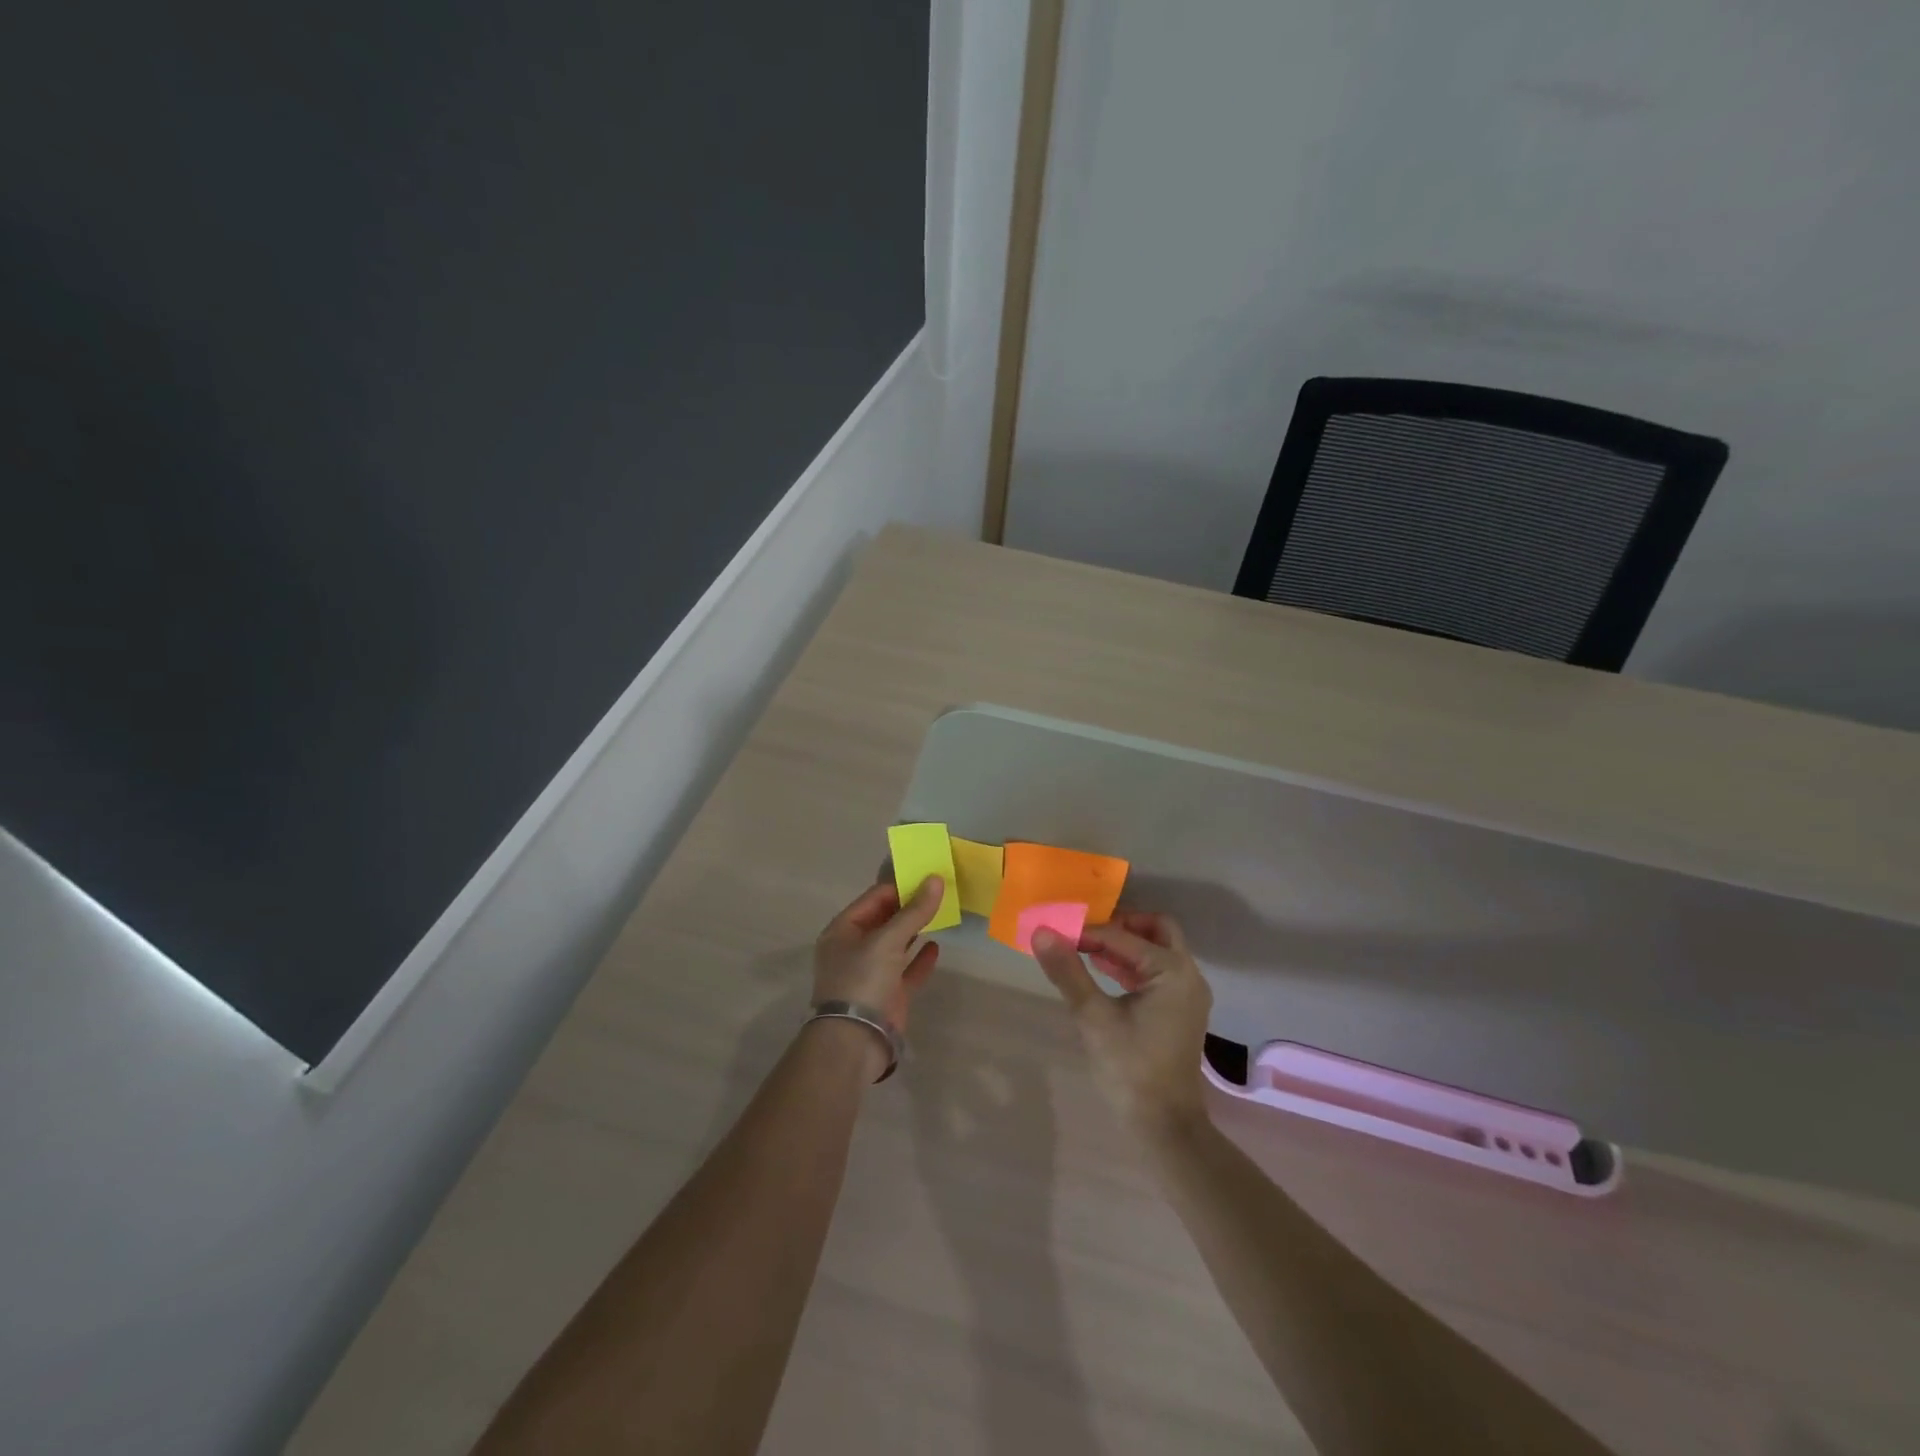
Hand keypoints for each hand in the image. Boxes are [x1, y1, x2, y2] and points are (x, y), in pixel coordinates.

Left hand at [813, 877, 943, 1035]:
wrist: (855, 1042)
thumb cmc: (862, 981)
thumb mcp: (887, 941)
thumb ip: (914, 911)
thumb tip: (936, 879)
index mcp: (843, 930)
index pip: (874, 898)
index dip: (900, 886)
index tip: (928, 877)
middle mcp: (855, 948)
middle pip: (885, 919)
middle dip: (910, 906)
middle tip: (940, 891)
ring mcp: (871, 972)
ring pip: (897, 944)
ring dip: (916, 929)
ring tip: (942, 913)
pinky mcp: (888, 994)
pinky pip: (906, 970)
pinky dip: (920, 958)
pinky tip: (937, 947)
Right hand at [1031, 913, 1212, 1138]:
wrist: (1165, 1126)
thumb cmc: (1130, 1069)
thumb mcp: (1093, 1017)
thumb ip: (1068, 972)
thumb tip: (1041, 932)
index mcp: (1172, 971)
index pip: (1122, 936)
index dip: (1087, 932)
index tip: (1057, 933)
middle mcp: (1188, 974)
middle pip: (1156, 929)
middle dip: (1120, 924)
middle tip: (1085, 931)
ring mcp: (1187, 993)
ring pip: (1158, 949)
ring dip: (1125, 943)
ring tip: (1086, 950)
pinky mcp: (1180, 1009)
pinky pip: (1157, 970)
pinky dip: (1132, 964)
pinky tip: (1103, 973)